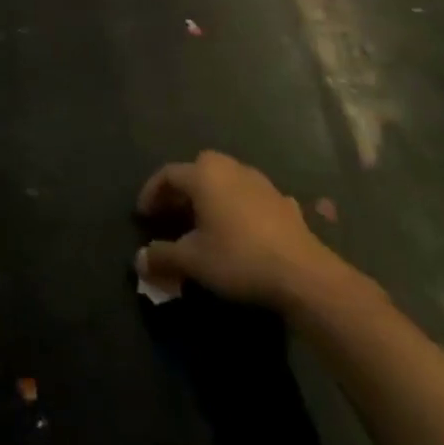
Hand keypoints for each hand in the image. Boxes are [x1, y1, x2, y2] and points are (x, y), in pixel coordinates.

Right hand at [135, 151, 346, 311]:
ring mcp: (260, 183)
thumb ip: (162, 256)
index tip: (143, 216)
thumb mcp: (193, 261)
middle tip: (171, 214)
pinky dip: (238, 207)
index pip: (168, 174)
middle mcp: (230, 169)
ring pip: (225, 180)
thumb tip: (139, 260)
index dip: (151, 193)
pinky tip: (241, 229)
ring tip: (204, 222)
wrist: (304, 275)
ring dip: (210, 196)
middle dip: (181, 191)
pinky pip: (250, 197)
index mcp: (204, 175)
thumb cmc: (239, 258)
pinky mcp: (284, 202)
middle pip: (197, 170)